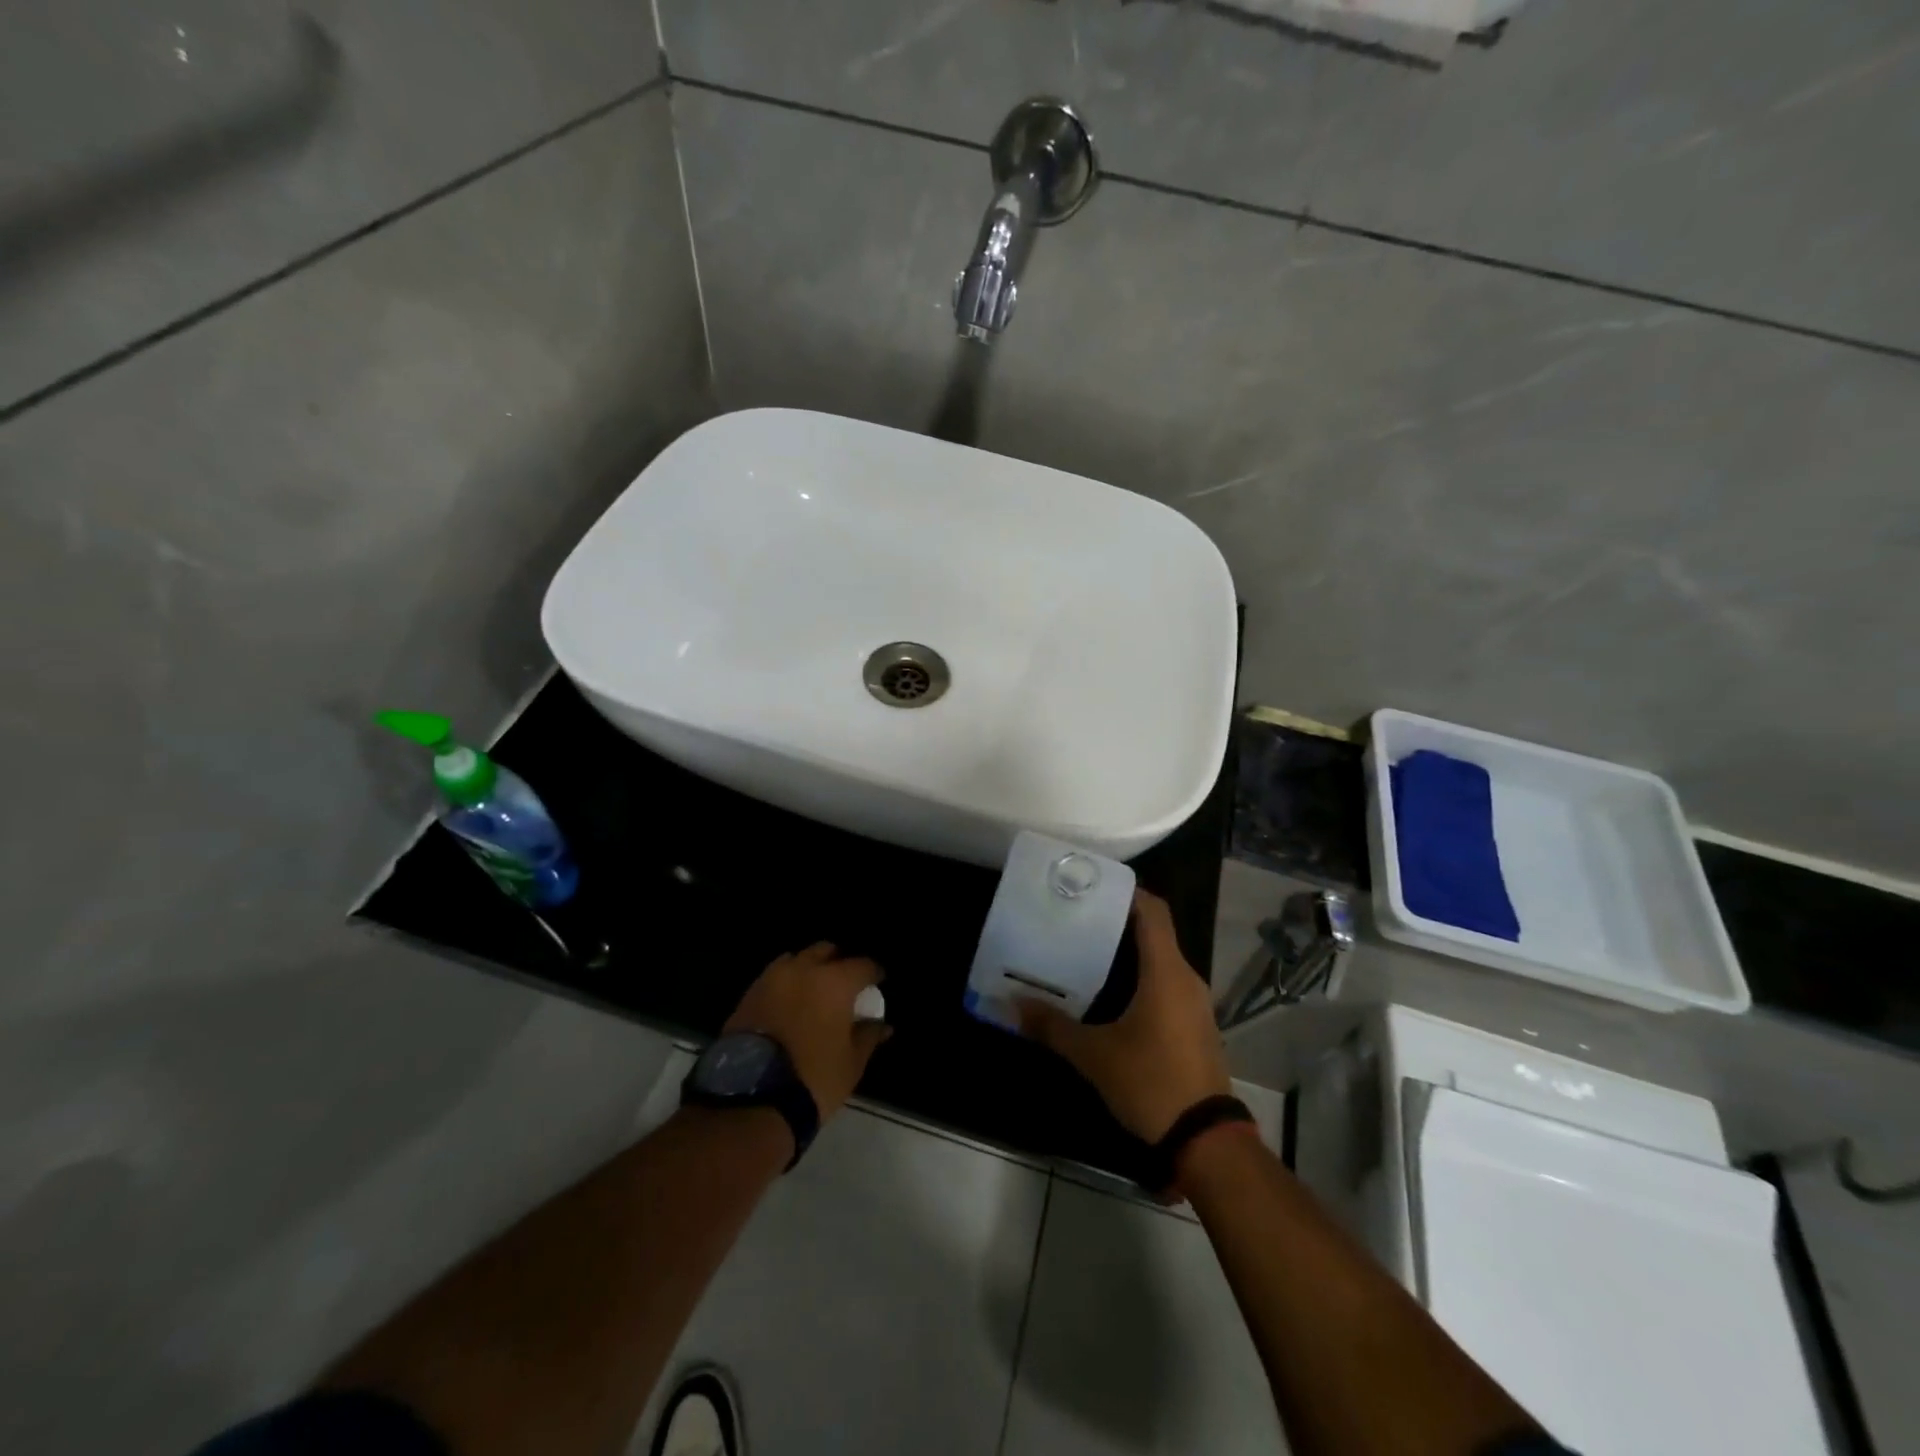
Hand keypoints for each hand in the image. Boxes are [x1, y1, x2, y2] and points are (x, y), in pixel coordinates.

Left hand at [726, 942, 891, 1119]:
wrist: (751, 1099)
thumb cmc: (813, 1078)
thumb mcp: (852, 1062)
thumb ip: (868, 1035)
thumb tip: (882, 1024)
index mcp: (835, 981)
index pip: (863, 965)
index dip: (874, 973)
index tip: (877, 983)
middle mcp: (803, 970)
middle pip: (826, 951)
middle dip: (838, 962)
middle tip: (844, 984)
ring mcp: (772, 979)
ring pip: (796, 960)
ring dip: (808, 969)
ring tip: (813, 991)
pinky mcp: (748, 994)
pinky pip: (773, 978)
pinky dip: (785, 984)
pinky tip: (789, 1005)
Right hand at [1018, 890, 1231, 1142]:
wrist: (1207, 1140)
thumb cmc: (1151, 1082)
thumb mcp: (1094, 1056)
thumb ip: (1052, 1027)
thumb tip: (1012, 1005)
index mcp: (1167, 972)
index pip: (1153, 911)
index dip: (1127, 891)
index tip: (1093, 885)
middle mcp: (1186, 978)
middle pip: (1155, 932)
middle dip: (1118, 921)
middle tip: (1077, 917)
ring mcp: (1195, 1003)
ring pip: (1161, 960)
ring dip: (1129, 951)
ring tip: (1087, 950)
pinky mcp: (1196, 1025)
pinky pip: (1167, 984)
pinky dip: (1141, 976)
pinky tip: (1112, 993)